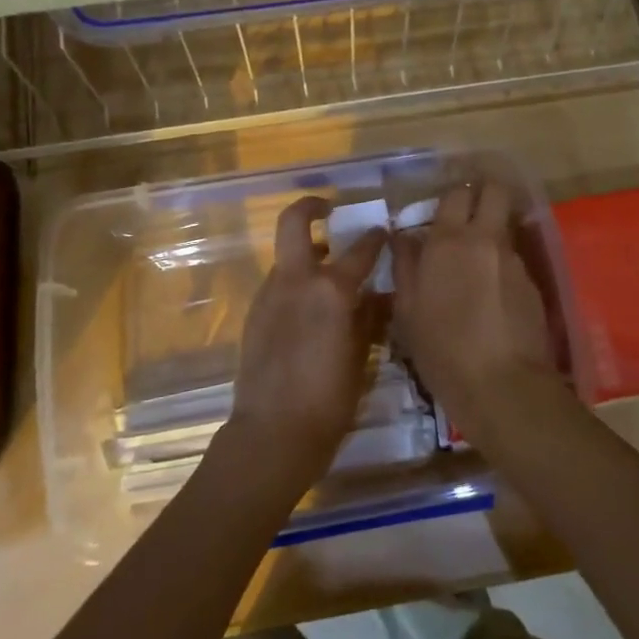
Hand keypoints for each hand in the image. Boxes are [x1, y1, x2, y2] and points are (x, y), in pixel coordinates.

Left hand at [229, 196, 386, 493]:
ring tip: (330, 273)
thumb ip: (371, 317)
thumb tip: (381, 295)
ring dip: (306, 253)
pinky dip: (296, 283)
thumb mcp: (362, 356)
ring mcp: (269, 294)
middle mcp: (296, 280)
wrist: (273, 432)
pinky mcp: (255, 313)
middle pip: (294, 221)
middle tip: (330, 209)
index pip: (360, 248)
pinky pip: (279, 284)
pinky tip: (312, 310)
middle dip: (311, 205)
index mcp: (330, 288)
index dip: (376, 237)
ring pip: (286, 256)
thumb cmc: (329, 398)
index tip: (383, 232)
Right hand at [391, 179, 568, 448]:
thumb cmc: (442, 349)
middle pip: (495, 191)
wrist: (502, 386)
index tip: (442, 205)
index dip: (451, 194)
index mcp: (448, 241)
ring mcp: (514, 260)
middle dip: (484, 192)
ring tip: (475, 263)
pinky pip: (513, 259)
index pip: (456, 193)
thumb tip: (404, 236)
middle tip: (467, 211)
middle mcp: (486, 239)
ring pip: (505, 226)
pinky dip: (501, 265)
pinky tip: (491, 295)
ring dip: (491, 232)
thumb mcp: (407, 310)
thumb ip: (405, 266)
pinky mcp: (533, 284)